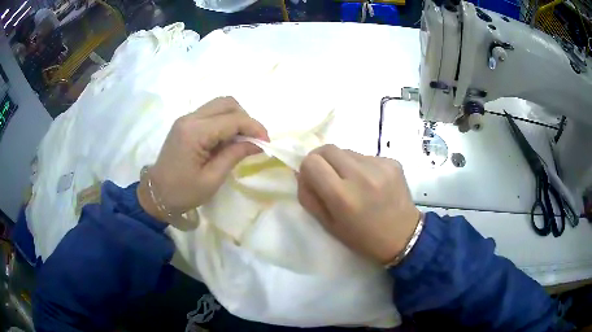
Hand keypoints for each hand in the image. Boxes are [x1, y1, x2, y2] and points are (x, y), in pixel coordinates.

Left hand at [138, 97, 268, 220]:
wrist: (156, 195)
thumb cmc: (183, 192)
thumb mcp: (212, 179)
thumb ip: (235, 156)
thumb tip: (258, 143)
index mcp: (195, 132)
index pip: (232, 119)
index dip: (254, 127)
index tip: (267, 142)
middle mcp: (190, 118)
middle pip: (227, 103)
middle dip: (245, 118)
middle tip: (253, 140)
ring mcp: (186, 118)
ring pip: (220, 105)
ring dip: (235, 118)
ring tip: (241, 140)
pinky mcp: (186, 123)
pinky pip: (211, 113)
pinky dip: (225, 121)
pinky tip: (227, 139)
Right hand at [297, 145, 419, 264]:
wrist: (403, 236)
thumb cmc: (363, 238)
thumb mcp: (328, 225)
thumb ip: (309, 197)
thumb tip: (301, 172)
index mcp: (342, 196)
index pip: (311, 162)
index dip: (308, 169)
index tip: (314, 179)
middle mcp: (361, 175)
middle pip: (327, 148)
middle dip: (322, 160)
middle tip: (329, 176)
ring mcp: (380, 166)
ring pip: (347, 151)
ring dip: (343, 163)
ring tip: (354, 182)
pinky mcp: (393, 161)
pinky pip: (366, 156)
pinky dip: (362, 166)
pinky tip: (372, 183)